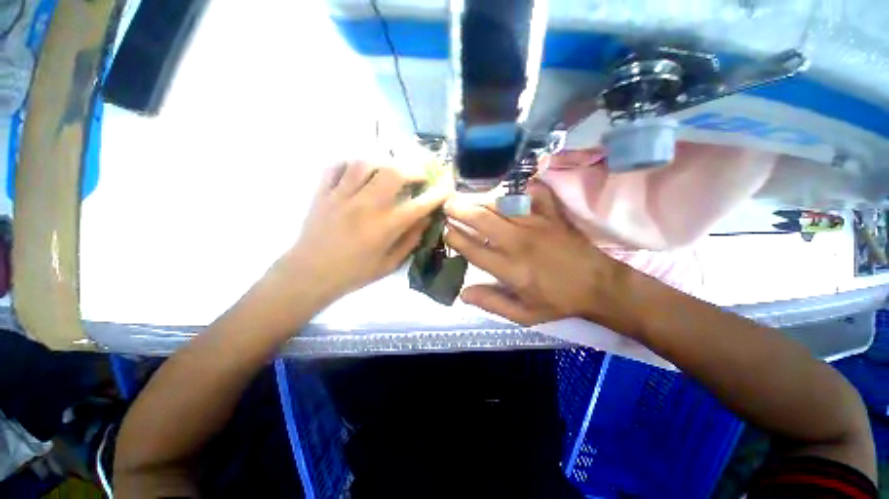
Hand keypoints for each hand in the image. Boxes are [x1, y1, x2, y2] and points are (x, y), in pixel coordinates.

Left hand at [274, 160, 448, 303]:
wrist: (309, 275)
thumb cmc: (354, 273)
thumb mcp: (389, 264)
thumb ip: (410, 240)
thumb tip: (425, 220)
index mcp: (385, 227)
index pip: (419, 205)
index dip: (438, 194)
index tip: (447, 188)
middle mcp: (366, 206)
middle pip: (393, 173)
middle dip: (413, 169)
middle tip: (418, 176)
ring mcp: (342, 196)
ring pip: (365, 163)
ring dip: (383, 163)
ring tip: (389, 171)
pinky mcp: (323, 192)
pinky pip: (337, 166)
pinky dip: (351, 164)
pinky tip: (359, 172)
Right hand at [444, 180, 635, 330]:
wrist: (598, 286)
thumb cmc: (557, 301)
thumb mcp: (524, 315)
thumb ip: (492, 303)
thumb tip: (463, 294)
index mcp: (510, 269)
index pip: (473, 250)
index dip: (455, 238)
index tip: (445, 231)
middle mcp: (519, 243)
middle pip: (482, 221)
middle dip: (460, 210)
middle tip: (447, 204)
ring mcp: (537, 224)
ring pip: (501, 205)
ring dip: (481, 199)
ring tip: (467, 196)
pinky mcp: (553, 215)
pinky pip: (534, 193)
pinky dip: (520, 187)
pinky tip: (509, 187)